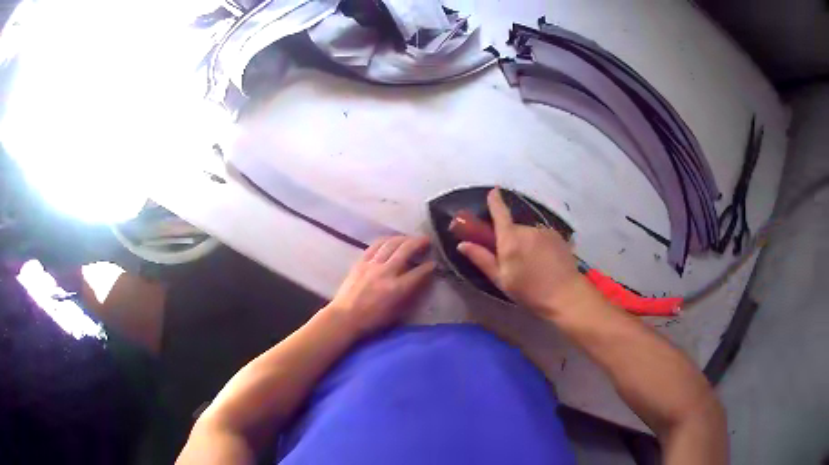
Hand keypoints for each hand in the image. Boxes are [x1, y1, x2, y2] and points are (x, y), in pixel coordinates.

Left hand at [325, 236, 435, 337]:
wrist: (345, 317)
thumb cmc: (372, 320)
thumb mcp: (396, 312)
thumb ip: (409, 294)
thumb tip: (419, 280)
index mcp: (397, 288)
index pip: (418, 272)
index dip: (429, 266)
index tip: (434, 263)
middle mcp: (386, 272)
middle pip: (406, 250)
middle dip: (419, 243)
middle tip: (427, 241)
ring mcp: (372, 265)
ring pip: (391, 244)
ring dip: (403, 238)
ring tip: (410, 239)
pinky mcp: (361, 262)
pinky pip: (375, 246)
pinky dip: (386, 240)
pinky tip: (391, 240)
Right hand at [457, 188, 587, 316]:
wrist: (565, 295)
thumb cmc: (529, 291)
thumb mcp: (501, 279)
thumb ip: (481, 259)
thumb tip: (462, 244)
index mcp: (510, 239)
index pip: (499, 212)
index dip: (494, 200)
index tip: (492, 191)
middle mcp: (527, 229)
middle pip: (513, 228)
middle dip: (510, 239)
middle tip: (512, 261)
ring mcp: (545, 231)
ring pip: (528, 234)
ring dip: (526, 243)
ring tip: (531, 265)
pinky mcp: (558, 236)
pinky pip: (542, 237)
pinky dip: (539, 246)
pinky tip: (544, 263)